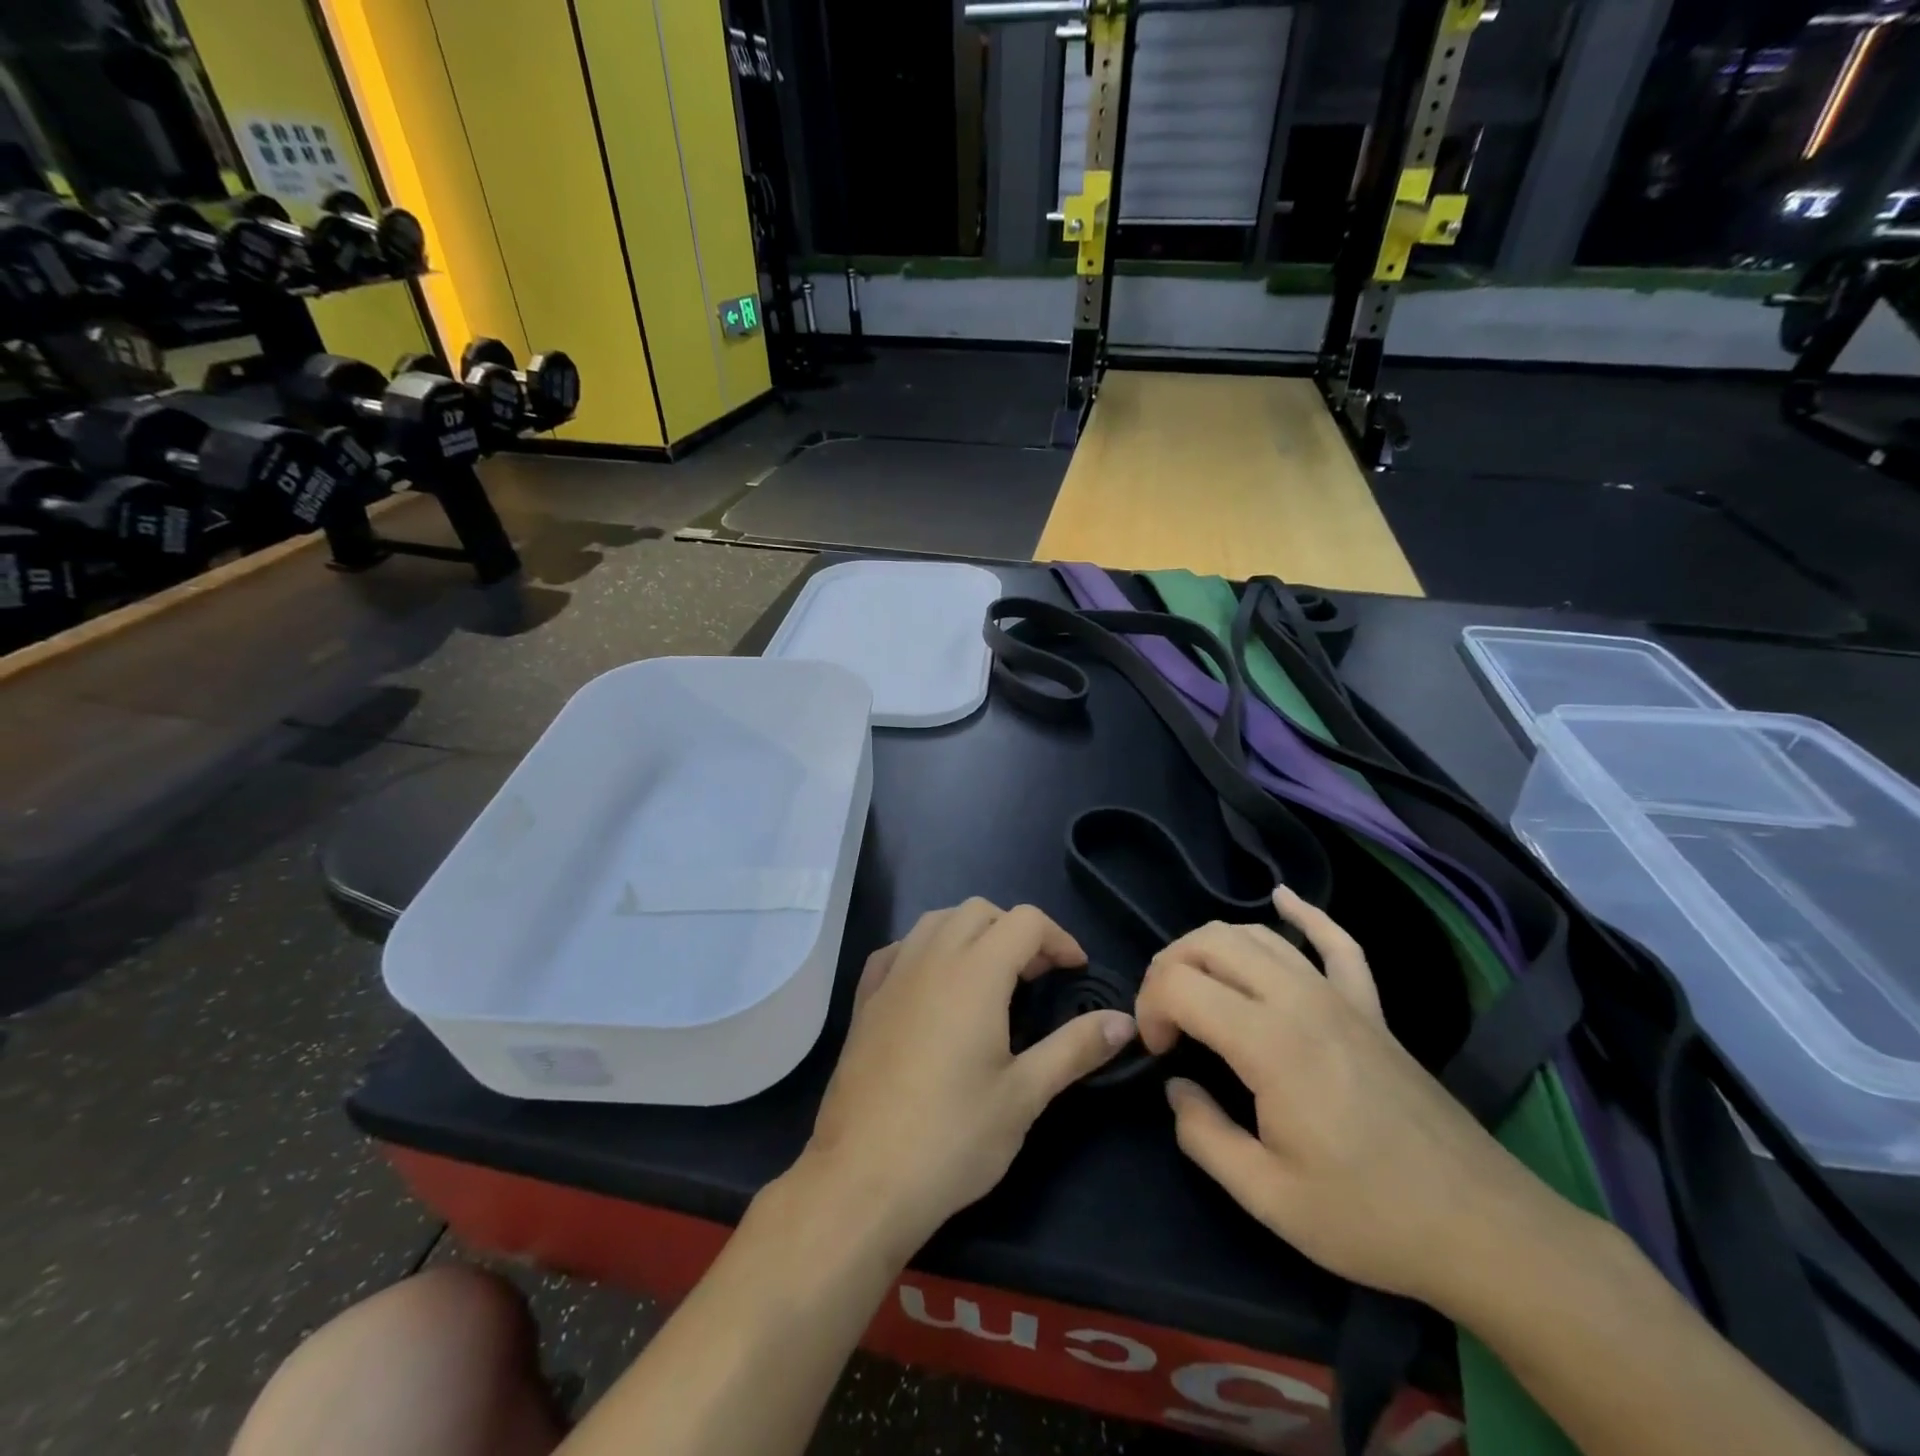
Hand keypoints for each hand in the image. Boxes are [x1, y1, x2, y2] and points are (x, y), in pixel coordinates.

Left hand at [800, 900, 1135, 1256]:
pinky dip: (926, 950)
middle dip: (1015, 932)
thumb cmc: (953, 1137)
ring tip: (990, 978)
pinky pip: (899, 949)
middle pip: (979, 912)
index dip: (1058, 938)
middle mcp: (930, 959)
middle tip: (1036, 978)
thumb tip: (1124, 1021)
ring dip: (970, 933)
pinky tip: (933, 987)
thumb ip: (1075, 1048)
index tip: (1076, 972)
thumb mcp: (1025, 1095)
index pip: (1025, 921)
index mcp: (974, 973)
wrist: (862, 1178)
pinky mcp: (865, 1000)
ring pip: (936, 921)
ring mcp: (891, 976)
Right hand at [1136, 887, 1576, 1312]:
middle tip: (1166, 1020)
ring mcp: (1340, 995)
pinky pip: (1336, 941)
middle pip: (1210, 942)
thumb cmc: (1369, 1217)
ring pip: (1258, 935)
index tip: (1157, 1054)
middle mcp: (1299, 999)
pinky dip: (1305, 914)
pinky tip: (1283, 897)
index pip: (1180, 984)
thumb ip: (1203, 1135)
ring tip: (1196, 986)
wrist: (1482, 1228)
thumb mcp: (1268, 1198)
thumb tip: (1176, 1088)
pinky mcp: (1370, 1006)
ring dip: (1211, 947)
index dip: (1149, 1007)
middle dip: (1169, 968)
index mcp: (1269, 1042)